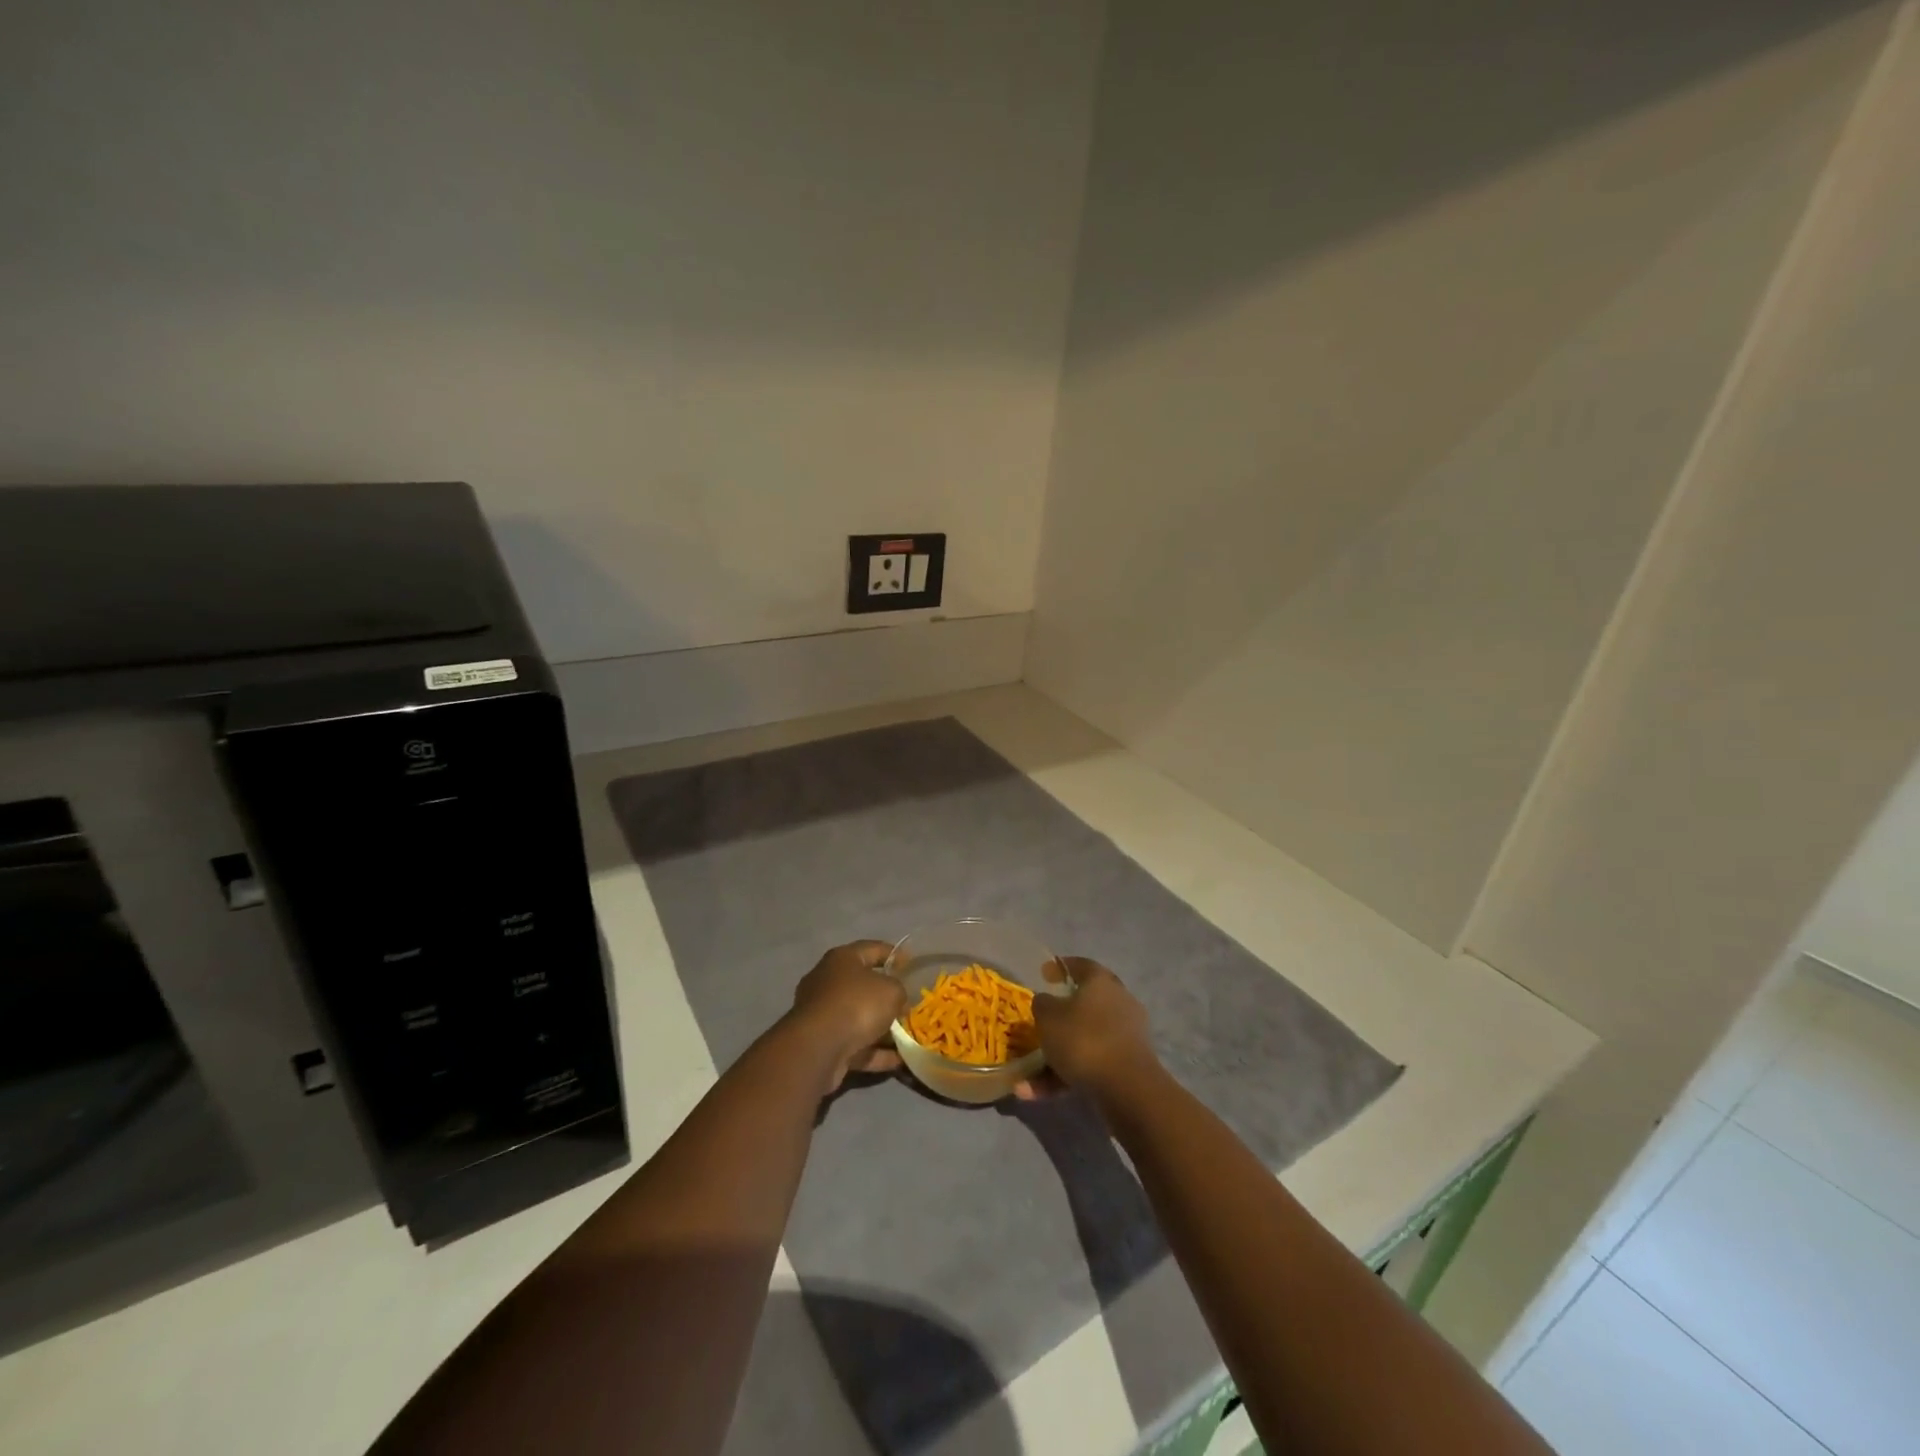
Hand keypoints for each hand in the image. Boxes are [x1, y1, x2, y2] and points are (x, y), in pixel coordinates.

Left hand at [786, 940, 907, 1094]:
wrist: (819, 1048)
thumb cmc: (857, 1005)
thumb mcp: (891, 990)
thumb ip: (899, 990)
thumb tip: (897, 1000)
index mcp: (842, 959)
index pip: (873, 949)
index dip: (894, 955)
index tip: (912, 965)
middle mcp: (828, 982)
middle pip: (864, 986)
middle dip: (888, 997)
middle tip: (910, 1004)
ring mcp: (823, 1014)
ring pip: (859, 1018)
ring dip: (883, 1028)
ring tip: (909, 1037)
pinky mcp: (823, 1043)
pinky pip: (855, 1044)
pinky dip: (876, 1052)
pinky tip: (899, 1060)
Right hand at [1015, 957, 1157, 1101]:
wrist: (1127, 1089)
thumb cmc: (1083, 1040)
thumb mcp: (1048, 1017)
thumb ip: (1042, 1004)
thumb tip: (1046, 1001)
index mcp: (1101, 981)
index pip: (1080, 965)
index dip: (1060, 967)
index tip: (1044, 973)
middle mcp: (1118, 1002)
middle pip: (1084, 1004)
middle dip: (1058, 1016)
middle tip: (1038, 1022)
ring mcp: (1125, 1035)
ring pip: (1083, 1040)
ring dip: (1055, 1057)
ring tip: (1025, 1078)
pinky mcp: (1127, 1065)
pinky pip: (1090, 1065)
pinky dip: (1065, 1076)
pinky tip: (1036, 1093)